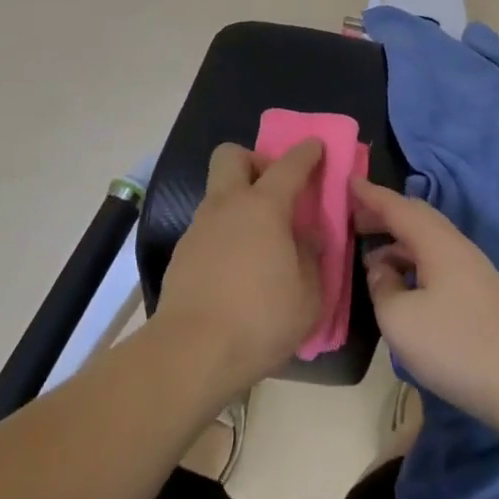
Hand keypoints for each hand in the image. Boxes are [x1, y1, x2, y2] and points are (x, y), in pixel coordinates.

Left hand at [154, 140, 324, 398]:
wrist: (192, 352)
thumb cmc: (260, 319)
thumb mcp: (308, 295)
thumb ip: (312, 257)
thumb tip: (307, 236)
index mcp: (264, 207)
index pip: (289, 165)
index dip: (306, 152)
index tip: (316, 146)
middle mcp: (227, 205)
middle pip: (232, 155)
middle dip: (253, 161)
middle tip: (272, 190)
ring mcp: (199, 227)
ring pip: (217, 193)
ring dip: (237, 201)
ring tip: (258, 239)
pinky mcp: (182, 253)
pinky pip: (207, 227)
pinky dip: (224, 233)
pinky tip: (235, 267)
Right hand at [350, 179, 498, 435]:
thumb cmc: (458, 347)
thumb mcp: (400, 320)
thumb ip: (382, 288)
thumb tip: (382, 271)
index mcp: (437, 242)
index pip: (397, 206)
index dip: (370, 194)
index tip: (348, 180)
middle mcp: (457, 247)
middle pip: (416, 218)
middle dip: (384, 214)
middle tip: (354, 218)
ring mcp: (473, 272)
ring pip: (428, 242)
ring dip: (398, 243)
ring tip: (371, 258)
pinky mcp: (482, 297)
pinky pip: (438, 263)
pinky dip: (413, 263)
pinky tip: (404, 288)